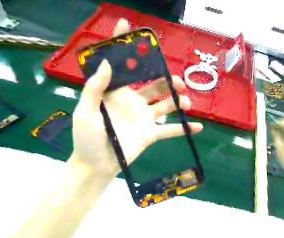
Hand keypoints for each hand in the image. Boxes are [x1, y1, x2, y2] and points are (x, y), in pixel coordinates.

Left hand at [68, 19, 203, 177]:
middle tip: (178, 81)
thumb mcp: (86, 111)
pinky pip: (170, 130)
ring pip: (166, 105)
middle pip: (155, 85)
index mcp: (117, 93)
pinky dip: (183, 128)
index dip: (126, 48)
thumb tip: (107, 63)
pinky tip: (197, 127)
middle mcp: (134, 102)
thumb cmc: (87, 138)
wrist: (97, 164)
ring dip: (178, 102)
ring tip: (186, 102)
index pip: (124, 68)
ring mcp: (144, 118)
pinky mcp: (151, 134)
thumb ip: (95, 88)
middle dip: (167, 81)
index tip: (129, 27)